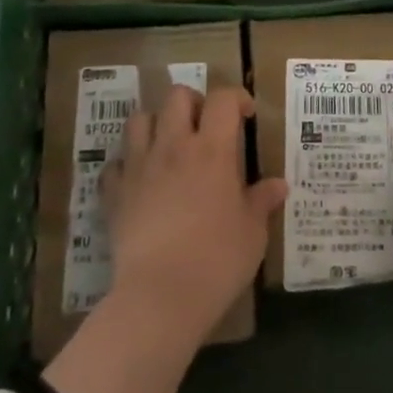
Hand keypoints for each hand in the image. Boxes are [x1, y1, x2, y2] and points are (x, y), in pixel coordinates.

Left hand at [102, 84, 287, 344]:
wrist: (160, 296)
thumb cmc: (217, 260)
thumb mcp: (252, 232)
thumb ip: (262, 201)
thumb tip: (278, 185)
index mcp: (212, 149)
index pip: (223, 99)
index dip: (236, 98)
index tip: (246, 116)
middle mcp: (173, 146)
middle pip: (177, 95)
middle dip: (194, 102)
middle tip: (205, 126)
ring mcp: (139, 167)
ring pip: (140, 119)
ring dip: (156, 123)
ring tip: (169, 145)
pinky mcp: (115, 193)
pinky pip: (116, 163)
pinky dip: (127, 164)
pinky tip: (139, 181)